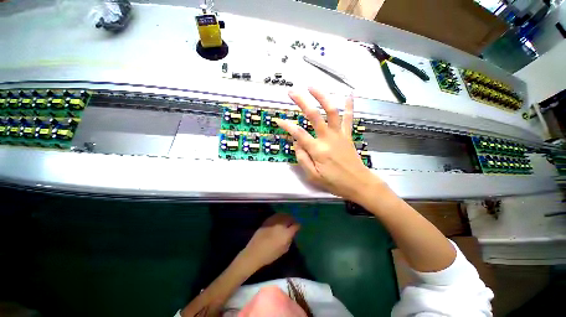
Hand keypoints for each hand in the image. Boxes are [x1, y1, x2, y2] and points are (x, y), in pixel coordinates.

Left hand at [243, 213, 300, 269]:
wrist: (254, 252)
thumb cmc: (270, 254)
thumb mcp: (284, 250)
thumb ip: (289, 240)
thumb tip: (291, 234)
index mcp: (286, 233)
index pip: (295, 226)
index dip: (298, 225)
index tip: (299, 226)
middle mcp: (280, 225)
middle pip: (289, 218)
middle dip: (292, 219)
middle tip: (293, 221)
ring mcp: (273, 222)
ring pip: (282, 215)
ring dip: (286, 216)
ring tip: (287, 218)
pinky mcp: (267, 221)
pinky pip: (275, 216)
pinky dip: (279, 216)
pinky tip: (279, 219)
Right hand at [275, 88, 383, 201]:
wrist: (358, 183)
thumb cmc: (334, 182)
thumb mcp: (312, 176)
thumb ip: (302, 158)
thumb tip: (296, 143)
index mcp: (317, 150)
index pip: (298, 133)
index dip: (286, 125)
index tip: (278, 119)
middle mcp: (328, 138)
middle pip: (314, 115)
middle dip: (302, 101)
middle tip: (292, 92)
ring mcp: (339, 134)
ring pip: (331, 111)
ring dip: (322, 97)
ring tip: (312, 87)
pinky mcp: (347, 135)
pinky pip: (349, 118)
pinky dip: (349, 105)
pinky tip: (349, 94)